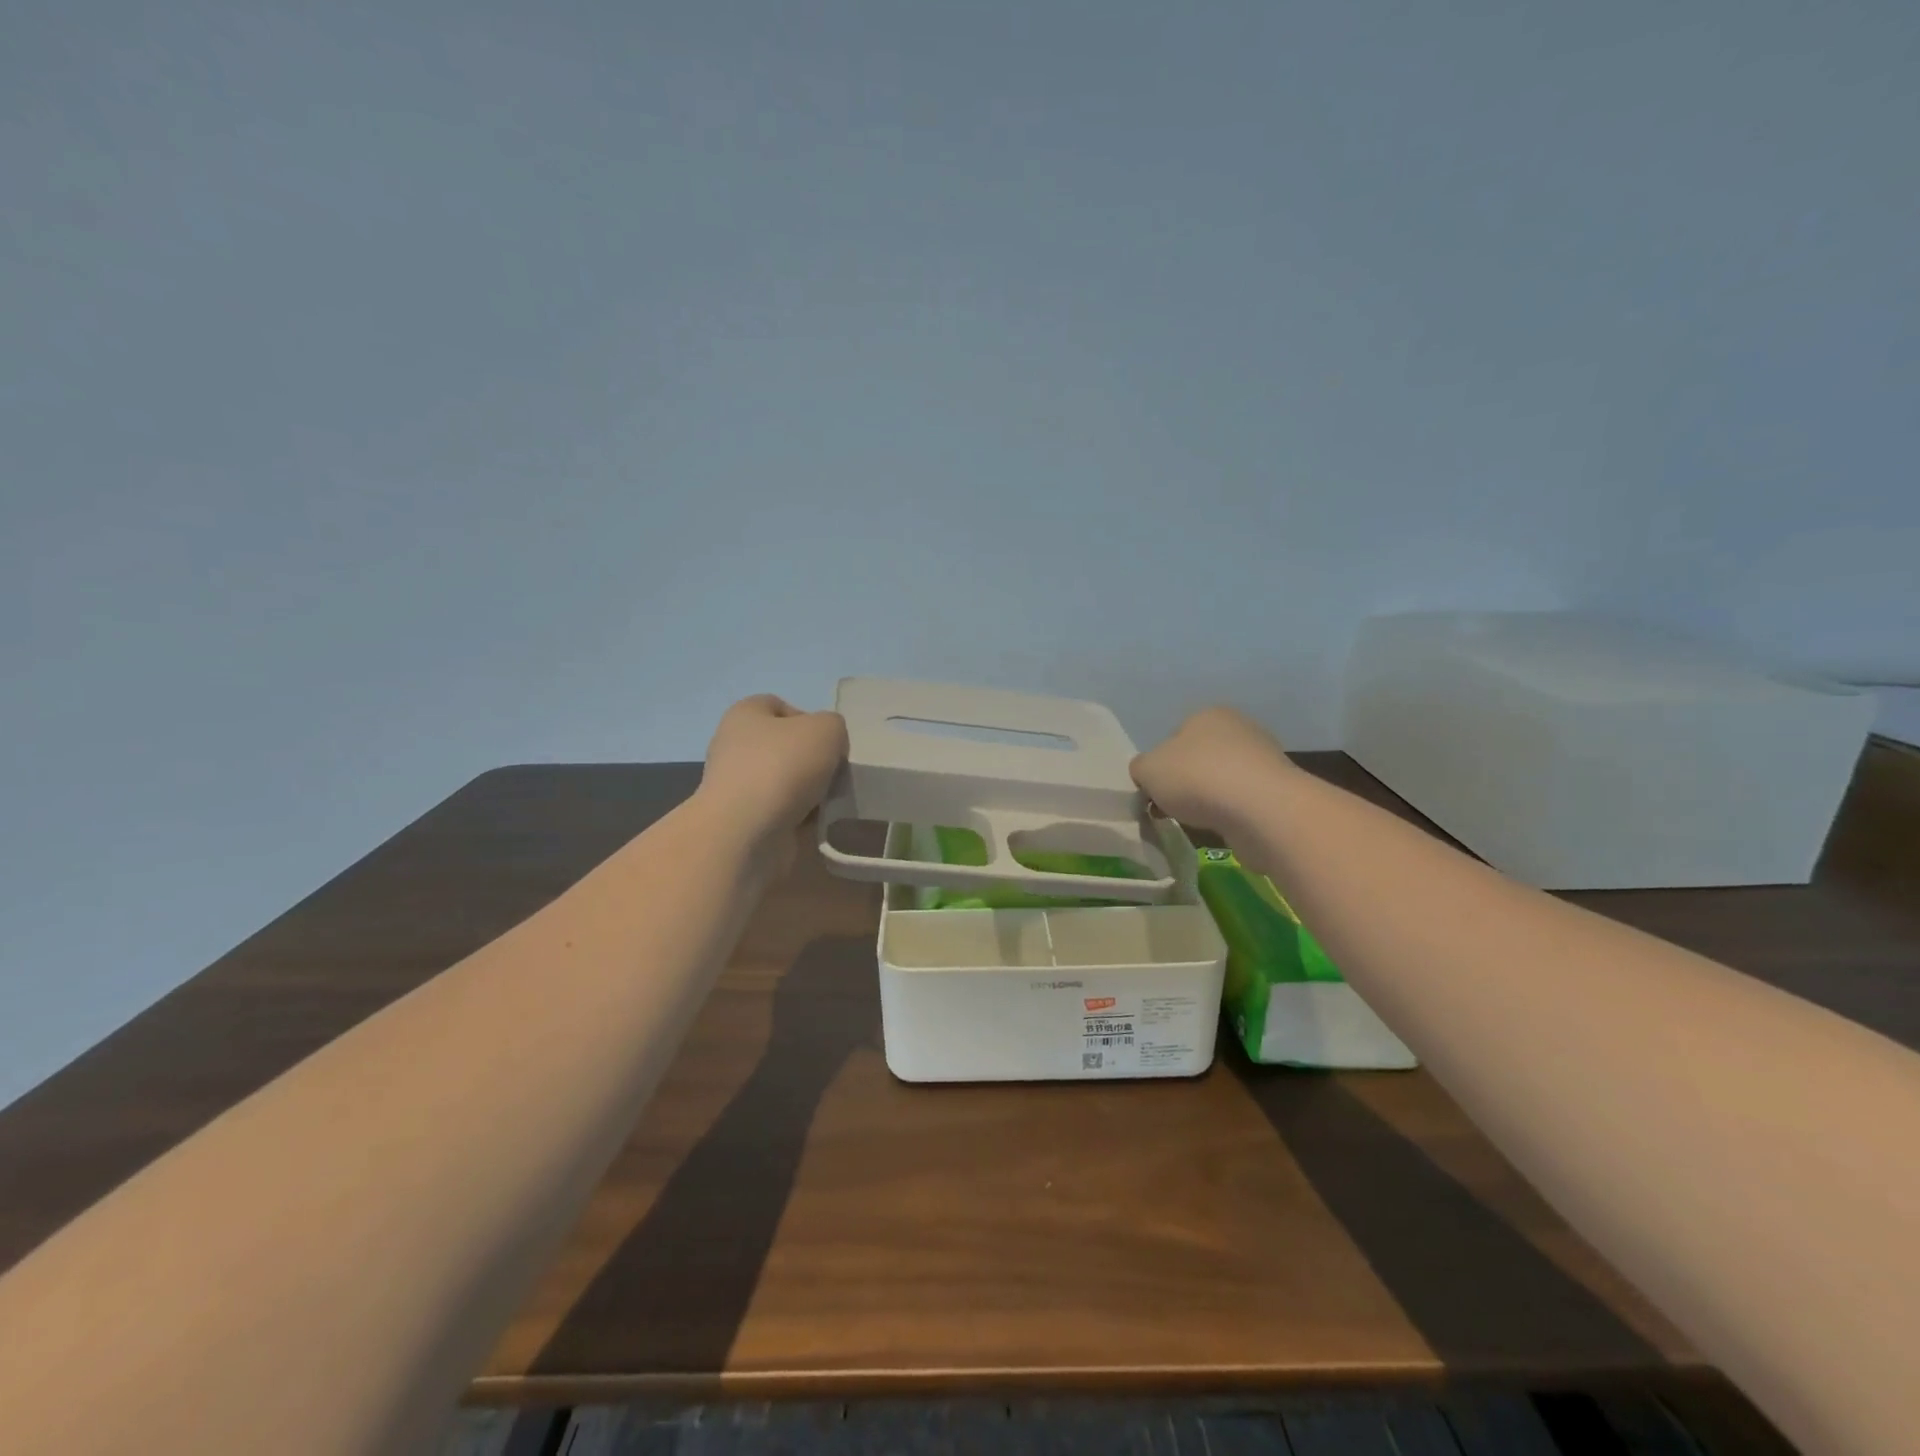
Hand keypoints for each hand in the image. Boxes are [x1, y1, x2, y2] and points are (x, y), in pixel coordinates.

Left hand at [698, 695, 848, 859]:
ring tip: (829, 801)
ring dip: (810, 791)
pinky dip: (801, 817)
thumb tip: (828, 749)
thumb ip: (834, 727)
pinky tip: (815, 822)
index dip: (809, 719)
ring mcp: (737, 786)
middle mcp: (734, 746)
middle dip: (813, 760)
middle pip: (785, 747)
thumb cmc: (782, 766)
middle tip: (834, 773)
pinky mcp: (744, 821)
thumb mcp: (826, 729)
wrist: (747, 832)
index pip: (779, 706)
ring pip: (786, 782)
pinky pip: (782, 812)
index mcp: (745, 715)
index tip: (828, 743)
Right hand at [1130, 705, 1296, 835]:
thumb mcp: (1147, 770)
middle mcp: (1238, 728)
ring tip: (1198, 821)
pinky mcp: (1278, 790)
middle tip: (1171, 807)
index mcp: (1207, 715)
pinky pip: (1242, 801)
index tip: (1154, 790)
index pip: (1174, 737)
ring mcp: (1263, 759)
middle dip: (1185, 782)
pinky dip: (1230, 813)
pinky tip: (1223, 826)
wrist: (1261, 810)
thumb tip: (1147, 774)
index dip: (1160, 765)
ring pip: (1221, 780)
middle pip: (1199, 758)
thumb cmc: (1197, 778)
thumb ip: (1141, 768)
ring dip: (1208, 799)